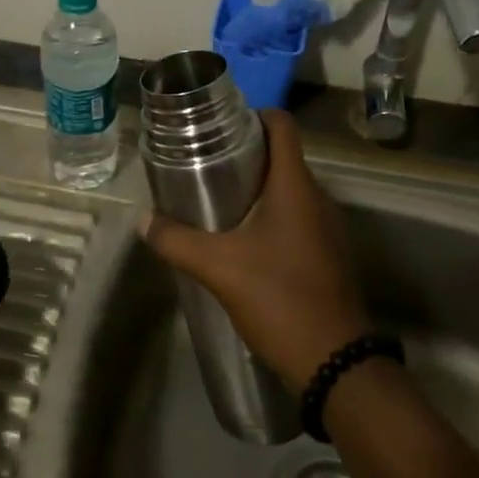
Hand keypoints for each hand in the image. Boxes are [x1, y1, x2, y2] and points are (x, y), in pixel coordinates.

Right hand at [139, 111, 368, 391]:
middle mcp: (317, 198)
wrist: (335, 363)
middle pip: (282, 155)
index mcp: (295, 186)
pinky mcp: (327, 254)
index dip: (253, 114)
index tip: (220, 123)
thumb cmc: (279, 298)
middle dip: (246, 152)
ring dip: (257, 186)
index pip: (282, 125)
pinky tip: (242, 237)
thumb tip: (143, 220)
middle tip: (205, 161)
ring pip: (289, 188)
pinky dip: (271, 214)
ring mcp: (326, 227)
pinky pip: (297, 216)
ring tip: (217, 196)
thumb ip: (178, 241)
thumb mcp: (219, 268)